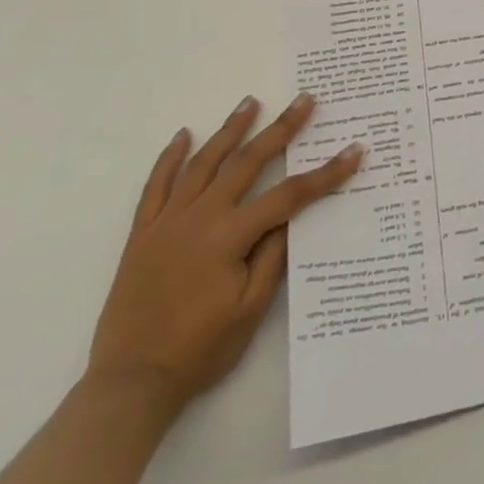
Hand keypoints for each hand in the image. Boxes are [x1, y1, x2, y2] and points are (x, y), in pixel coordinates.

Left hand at [87, 94, 362, 416]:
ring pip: (202, 164)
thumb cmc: (199, 349)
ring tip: (250, 102)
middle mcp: (198, 218)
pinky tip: (183, 136)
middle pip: (246, 163)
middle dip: (280, 129)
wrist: (130, 383)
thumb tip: (290, 216)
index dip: (324, 174)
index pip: (288, 196)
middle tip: (304, 100)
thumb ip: (272, 257)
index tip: (352, 151)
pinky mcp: (143, 233)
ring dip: (230, 130)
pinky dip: (170, 158)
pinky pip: (155, 186)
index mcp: (229, 237)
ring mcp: (167, 222)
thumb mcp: (249, 309)